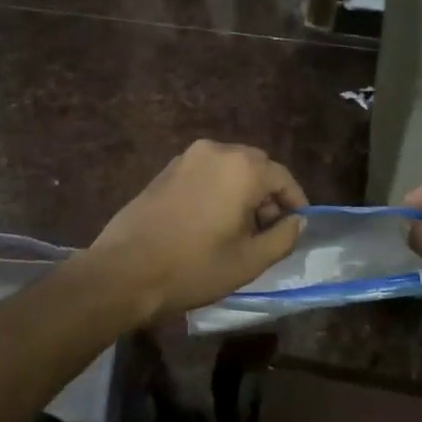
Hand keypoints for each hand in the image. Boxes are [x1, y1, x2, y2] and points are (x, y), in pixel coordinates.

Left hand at [86, 140, 308, 325]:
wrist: (124, 271)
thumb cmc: (193, 267)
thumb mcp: (249, 261)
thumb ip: (283, 237)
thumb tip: (297, 221)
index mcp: (242, 168)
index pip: (283, 178)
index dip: (295, 202)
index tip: (297, 226)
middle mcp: (217, 151)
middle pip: (257, 166)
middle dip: (268, 194)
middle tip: (268, 230)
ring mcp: (187, 157)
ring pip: (230, 168)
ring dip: (242, 191)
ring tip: (239, 228)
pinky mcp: (166, 169)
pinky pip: (206, 172)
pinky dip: (218, 189)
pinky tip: (211, 221)